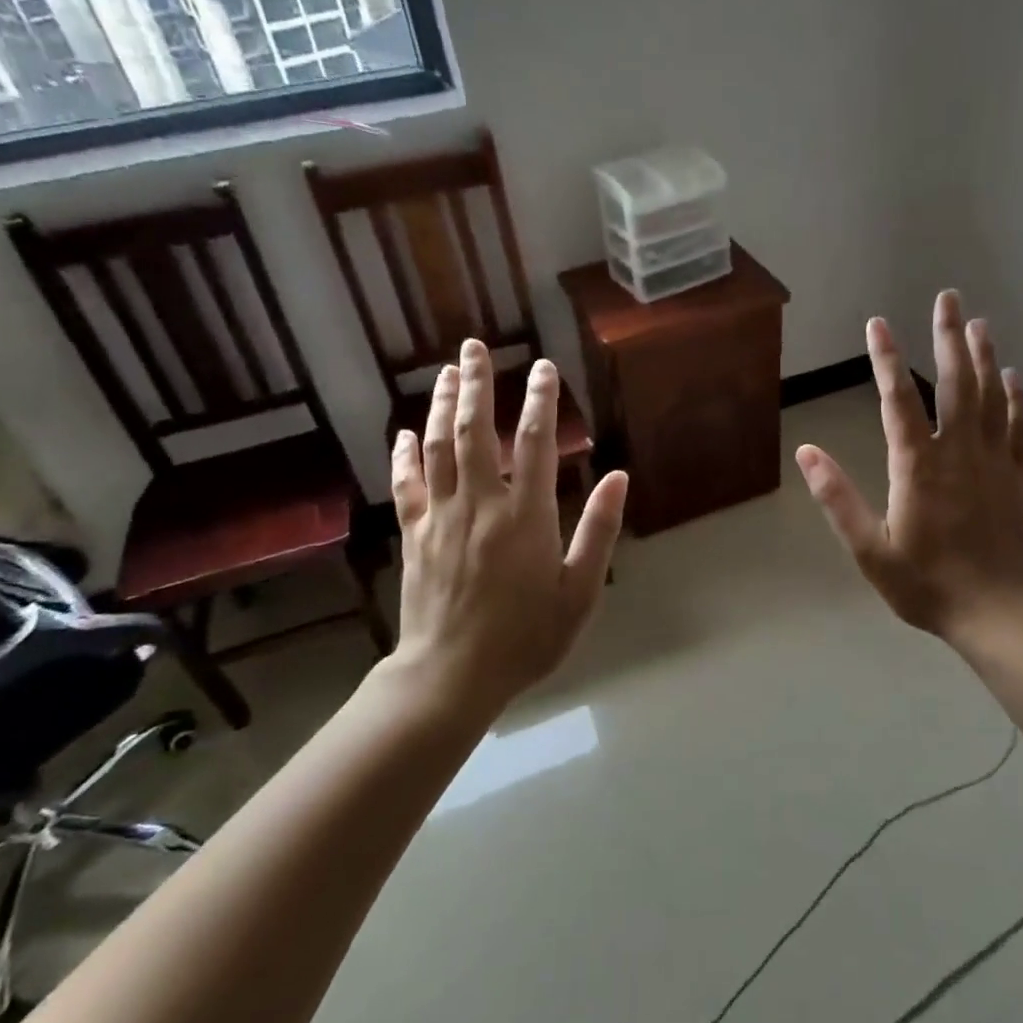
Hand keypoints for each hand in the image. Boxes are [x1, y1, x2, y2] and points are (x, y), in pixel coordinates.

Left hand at [387, 340, 626, 713]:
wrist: (452, 675)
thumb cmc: (526, 636)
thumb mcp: (580, 590)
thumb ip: (598, 530)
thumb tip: (618, 477)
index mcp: (525, 516)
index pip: (532, 442)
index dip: (539, 400)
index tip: (543, 368)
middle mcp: (480, 504)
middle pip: (474, 430)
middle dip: (475, 384)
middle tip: (474, 347)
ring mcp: (441, 516)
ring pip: (438, 447)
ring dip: (439, 405)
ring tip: (445, 372)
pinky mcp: (414, 534)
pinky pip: (406, 484)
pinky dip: (404, 455)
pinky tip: (404, 433)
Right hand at [796, 292, 1022, 651]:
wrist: (1002, 614)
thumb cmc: (929, 586)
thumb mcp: (871, 551)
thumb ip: (838, 499)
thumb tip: (807, 452)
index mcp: (918, 467)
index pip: (897, 400)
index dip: (886, 358)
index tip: (878, 323)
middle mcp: (959, 452)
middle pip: (955, 383)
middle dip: (949, 337)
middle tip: (948, 298)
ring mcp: (995, 462)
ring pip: (990, 397)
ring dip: (984, 357)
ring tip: (978, 323)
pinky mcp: (1018, 478)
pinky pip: (1018, 427)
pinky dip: (1016, 398)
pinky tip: (1013, 377)